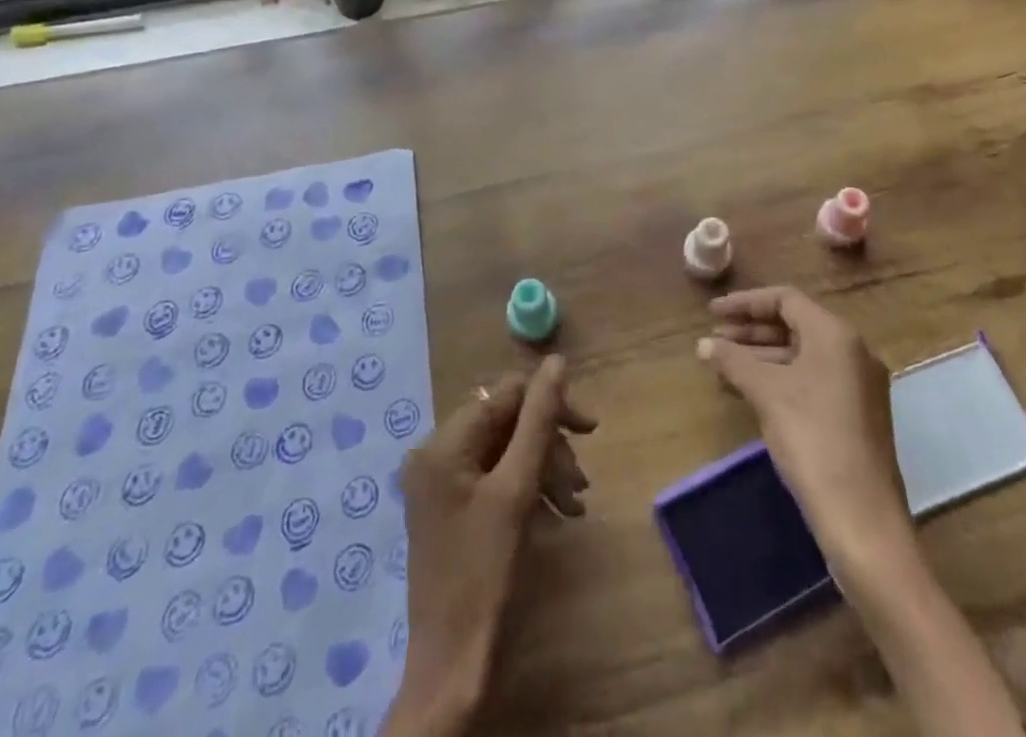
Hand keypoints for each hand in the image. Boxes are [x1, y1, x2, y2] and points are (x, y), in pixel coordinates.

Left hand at [389, 356, 595, 736]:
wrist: (452, 665)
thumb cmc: (485, 571)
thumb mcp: (517, 488)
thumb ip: (538, 419)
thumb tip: (556, 361)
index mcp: (444, 442)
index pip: (506, 395)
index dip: (550, 405)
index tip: (590, 432)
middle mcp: (435, 453)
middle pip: (506, 423)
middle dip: (548, 446)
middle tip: (582, 483)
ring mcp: (440, 483)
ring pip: (505, 452)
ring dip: (544, 470)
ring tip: (573, 505)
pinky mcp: (450, 509)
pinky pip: (495, 478)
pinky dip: (527, 489)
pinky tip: (555, 515)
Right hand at [698, 286, 907, 570]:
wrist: (863, 521)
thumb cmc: (813, 440)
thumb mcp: (766, 393)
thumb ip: (734, 361)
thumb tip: (704, 345)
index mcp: (836, 335)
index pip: (785, 299)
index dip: (745, 302)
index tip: (712, 313)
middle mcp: (853, 351)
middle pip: (795, 324)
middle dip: (751, 330)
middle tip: (714, 339)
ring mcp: (858, 385)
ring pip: (802, 355)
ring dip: (762, 355)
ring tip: (724, 366)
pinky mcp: (857, 415)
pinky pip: (812, 379)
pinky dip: (780, 378)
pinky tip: (752, 393)